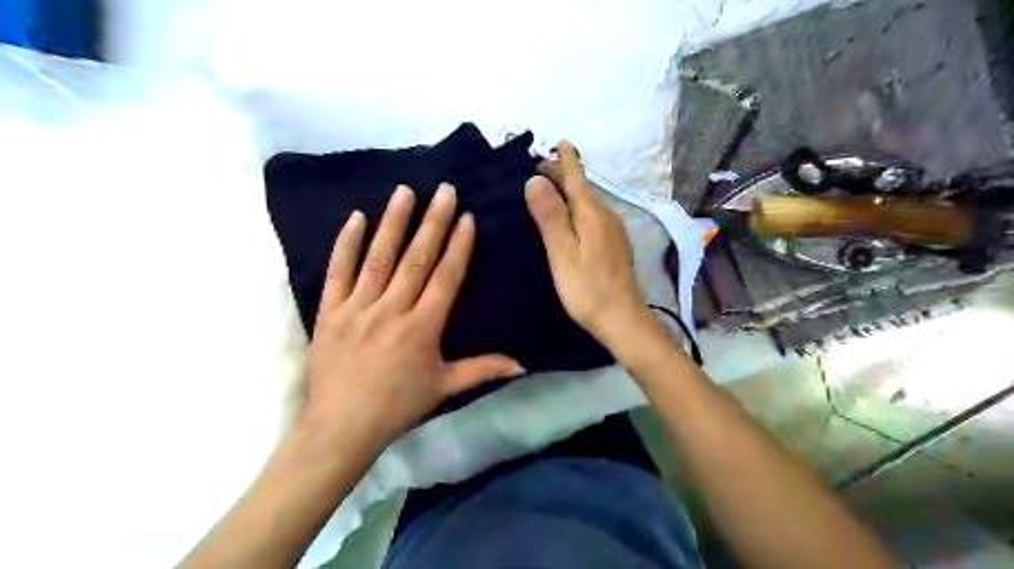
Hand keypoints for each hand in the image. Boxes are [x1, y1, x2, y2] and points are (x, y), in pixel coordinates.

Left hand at [299, 184, 521, 449]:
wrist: (342, 426)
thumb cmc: (398, 406)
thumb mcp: (444, 388)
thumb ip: (482, 369)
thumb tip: (523, 365)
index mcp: (422, 327)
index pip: (445, 277)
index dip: (458, 246)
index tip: (466, 218)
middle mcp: (392, 309)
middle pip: (416, 259)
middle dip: (433, 222)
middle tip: (444, 190)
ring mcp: (358, 307)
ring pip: (379, 257)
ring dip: (393, 222)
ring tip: (405, 191)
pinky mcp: (331, 311)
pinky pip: (338, 272)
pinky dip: (346, 244)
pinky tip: (356, 218)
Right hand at [523, 142, 648, 347]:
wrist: (622, 320)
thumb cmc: (587, 289)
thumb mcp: (562, 253)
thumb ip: (550, 216)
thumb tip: (535, 179)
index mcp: (592, 214)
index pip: (577, 178)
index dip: (566, 160)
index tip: (559, 141)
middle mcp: (606, 216)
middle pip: (583, 188)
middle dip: (564, 174)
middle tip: (541, 166)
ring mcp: (614, 231)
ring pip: (589, 202)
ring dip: (570, 191)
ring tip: (551, 188)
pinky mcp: (615, 246)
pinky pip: (594, 215)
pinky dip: (578, 207)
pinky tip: (572, 217)